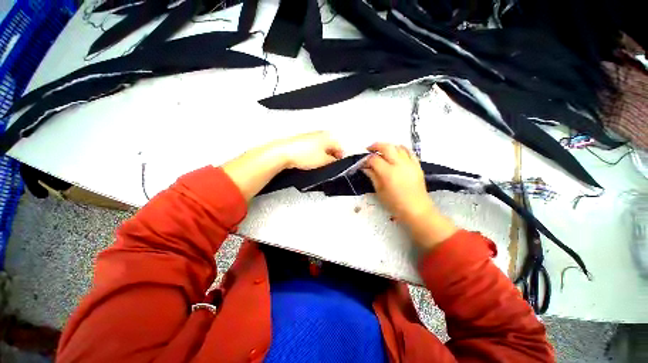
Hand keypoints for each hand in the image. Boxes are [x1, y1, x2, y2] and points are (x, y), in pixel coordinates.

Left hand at [276, 131, 342, 169]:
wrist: (283, 153)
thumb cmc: (302, 154)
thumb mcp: (323, 161)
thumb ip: (333, 161)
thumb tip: (335, 161)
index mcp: (327, 137)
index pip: (339, 147)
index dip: (340, 157)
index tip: (338, 164)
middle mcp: (319, 134)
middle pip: (330, 146)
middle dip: (331, 156)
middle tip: (328, 165)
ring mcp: (310, 136)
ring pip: (321, 147)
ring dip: (322, 155)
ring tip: (318, 164)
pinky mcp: (302, 141)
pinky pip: (312, 148)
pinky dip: (314, 154)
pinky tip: (310, 160)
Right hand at [362, 143, 433, 222]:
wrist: (416, 209)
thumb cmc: (395, 203)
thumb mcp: (380, 191)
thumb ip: (372, 176)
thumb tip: (365, 168)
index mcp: (388, 173)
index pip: (374, 159)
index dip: (366, 159)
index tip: (363, 162)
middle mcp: (399, 165)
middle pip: (386, 147)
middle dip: (376, 146)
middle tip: (369, 149)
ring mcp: (410, 163)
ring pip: (398, 147)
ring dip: (388, 147)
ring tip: (382, 151)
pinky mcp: (417, 165)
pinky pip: (409, 151)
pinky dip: (401, 149)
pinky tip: (396, 152)